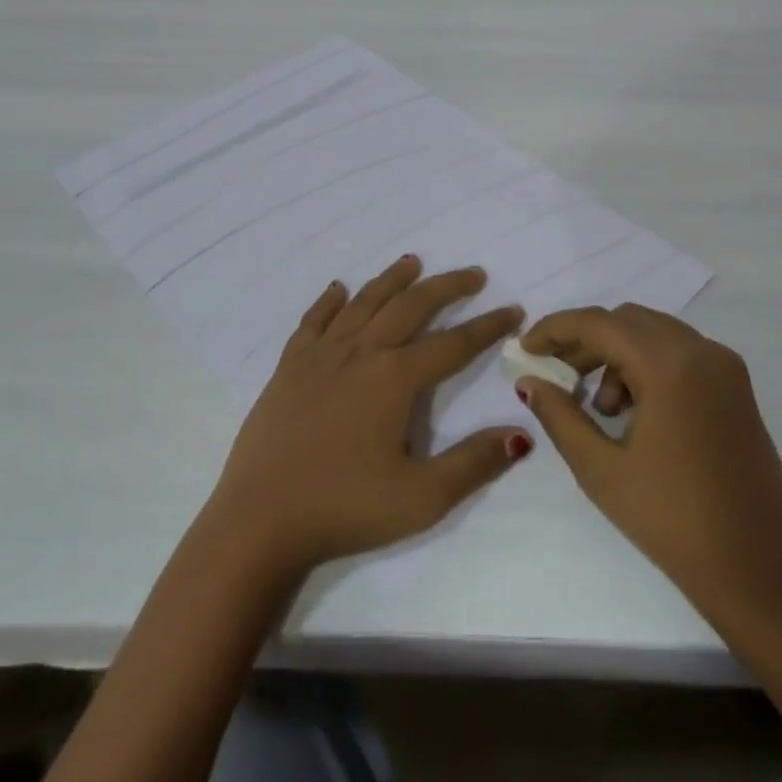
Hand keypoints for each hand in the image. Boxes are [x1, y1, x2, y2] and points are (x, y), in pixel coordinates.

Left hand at [205, 256, 530, 578]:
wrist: (260, 519)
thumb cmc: (345, 509)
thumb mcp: (422, 498)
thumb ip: (474, 462)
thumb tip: (521, 432)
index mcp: (394, 378)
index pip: (452, 344)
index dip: (486, 327)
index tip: (512, 310)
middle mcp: (360, 352)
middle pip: (410, 307)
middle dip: (446, 287)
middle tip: (474, 274)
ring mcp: (320, 355)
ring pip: (363, 303)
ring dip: (392, 280)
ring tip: (412, 262)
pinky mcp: (289, 366)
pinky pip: (313, 320)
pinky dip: (329, 301)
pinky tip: (338, 288)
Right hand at [518, 304, 781, 648]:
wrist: (764, 573)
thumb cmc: (674, 521)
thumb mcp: (601, 469)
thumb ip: (559, 415)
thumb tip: (530, 382)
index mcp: (670, 364)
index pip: (599, 323)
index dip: (555, 330)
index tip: (525, 349)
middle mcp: (702, 351)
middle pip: (627, 321)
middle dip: (585, 341)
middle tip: (556, 374)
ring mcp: (726, 368)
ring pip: (654, 334)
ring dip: (616, 354)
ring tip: (598, 407)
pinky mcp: (736, 389)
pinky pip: (679, 354)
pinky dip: (646, 366)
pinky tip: (633, 413)